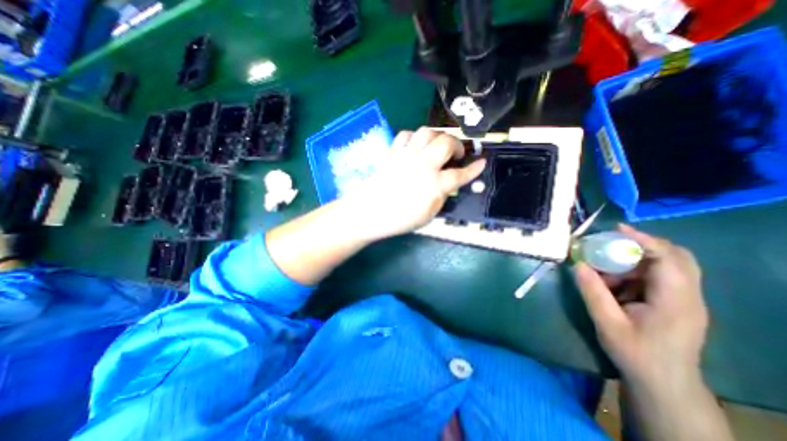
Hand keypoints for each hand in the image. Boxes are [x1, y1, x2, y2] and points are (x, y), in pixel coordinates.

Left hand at [348, 127, 486, 240]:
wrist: (370, 212)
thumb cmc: (400, 219)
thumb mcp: (428, 215)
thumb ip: (442, 196)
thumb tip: (448, 183)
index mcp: (434, 185)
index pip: (460, 174)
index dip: (474, 169)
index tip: (482, 162)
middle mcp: (423, 165)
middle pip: (446, 142)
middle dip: (457, 145)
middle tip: (455, 154)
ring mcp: (406, 155)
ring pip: (427, 132)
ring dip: (437, 136)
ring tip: (437, 146)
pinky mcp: (393, 152)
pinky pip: (406, 134)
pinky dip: (415, 137)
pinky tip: (416, 146)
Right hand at [572, 223, 707, 388]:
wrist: (663, 383)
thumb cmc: (635, 354)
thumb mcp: (607, 323)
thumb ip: (592, 291)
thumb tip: (577, 264)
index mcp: (675, 301)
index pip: (669, 260)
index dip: (644, 240)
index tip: (616, 229)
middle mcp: (688, 296)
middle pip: (677, 257)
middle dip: (642, 244)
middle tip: (610, 242)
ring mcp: (685, 299)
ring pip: (666, 265)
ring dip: (634, 260)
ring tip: (605, 267)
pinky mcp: (677, 302)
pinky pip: (658, 276)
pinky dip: (635, 271)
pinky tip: (614, 282)